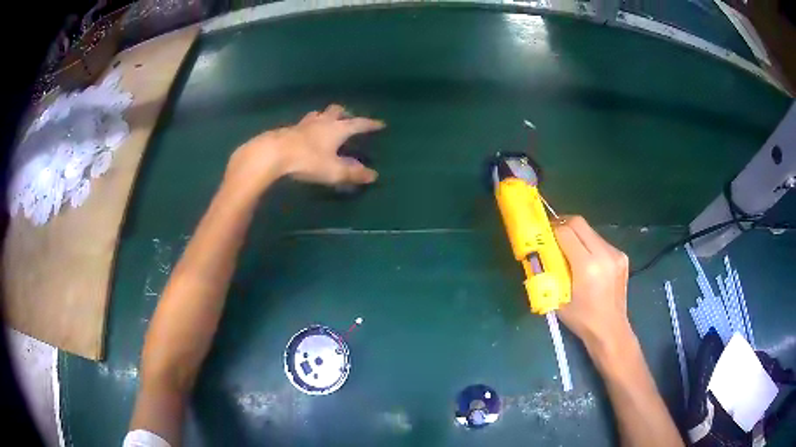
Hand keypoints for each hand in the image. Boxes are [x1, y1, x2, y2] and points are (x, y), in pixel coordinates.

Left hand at [224, 104, 385, 197]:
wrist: (273, 154)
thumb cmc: (307, 160)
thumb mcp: (333, 171)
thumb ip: (353, 173)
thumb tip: (373, 175)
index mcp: (337, 129)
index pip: (359, 123)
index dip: (370, 124)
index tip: (380, 124)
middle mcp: (323, 121)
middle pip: (337, 111)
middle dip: (346, 114)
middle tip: (349, 119)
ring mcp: (304, 124)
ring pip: (319, 114)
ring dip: (326, 116)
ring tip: (327, 122)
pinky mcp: (290, 129)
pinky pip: (304, 123)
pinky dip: (310, 125)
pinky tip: (306, 133)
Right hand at [553, 216, 633, 351]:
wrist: (610, 330)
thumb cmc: (581, 319)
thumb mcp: (558, 298)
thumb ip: (551, 273)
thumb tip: (540, 253)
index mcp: (587, 267)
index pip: (566, 233)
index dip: (552, 229)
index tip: (542, 233)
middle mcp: (604, 254)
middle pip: (579, 223)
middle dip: (563, 224)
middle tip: (552, 233)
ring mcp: (616, 254)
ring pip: (590, 231)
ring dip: (577, 235)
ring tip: (569, 249)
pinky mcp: (622, 256)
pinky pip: (601, 241)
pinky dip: (589, 245)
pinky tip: (586, 260)